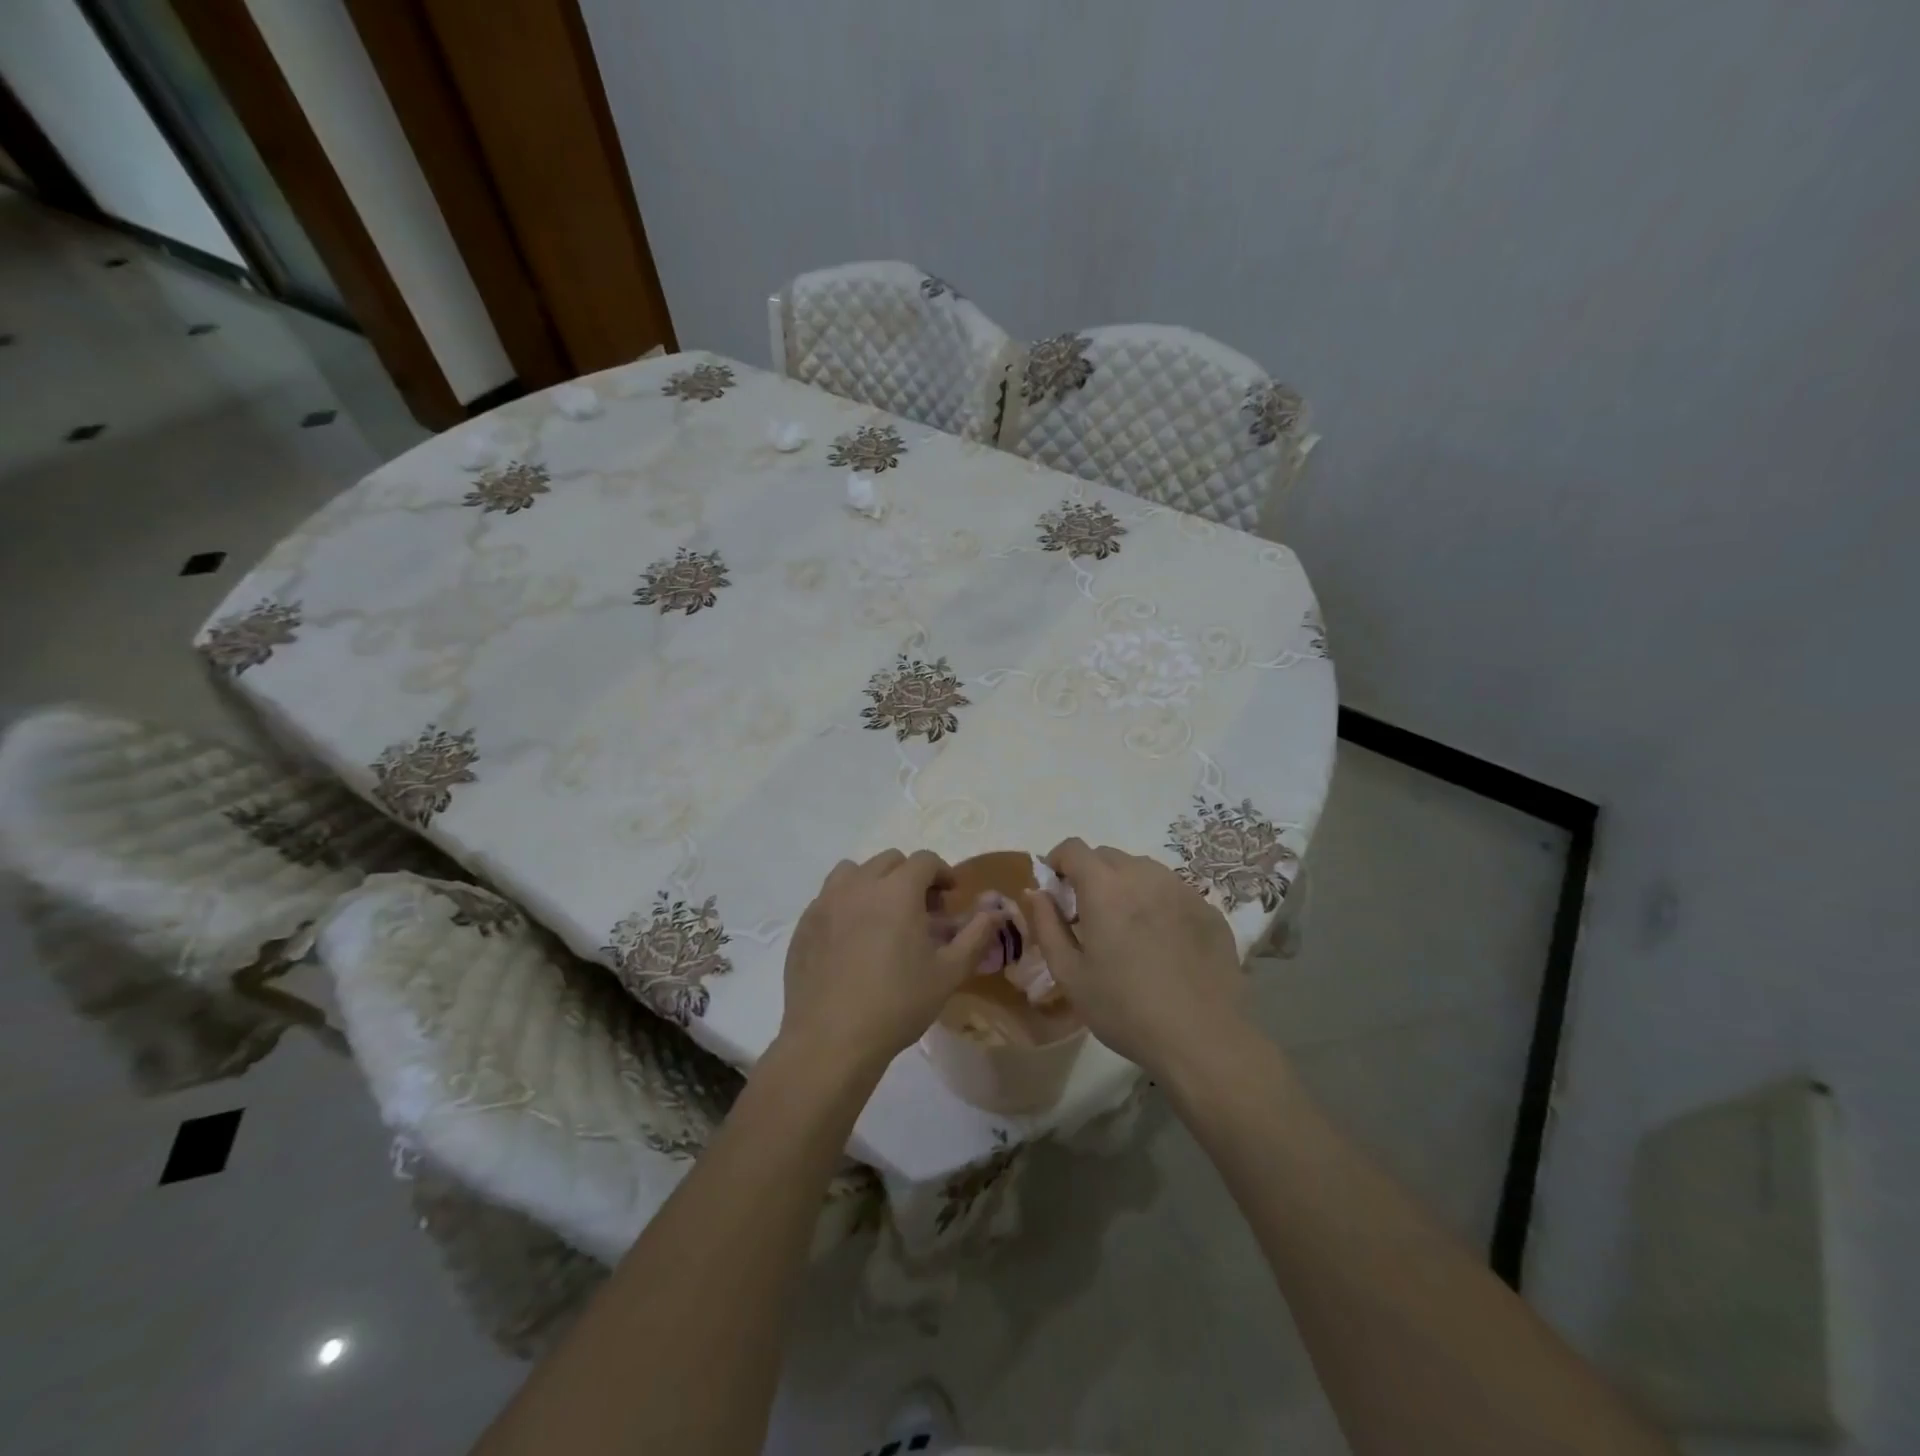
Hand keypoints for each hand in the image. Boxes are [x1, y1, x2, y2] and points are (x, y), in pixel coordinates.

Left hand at [779, 850, 1005, 1068]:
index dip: (942, 873)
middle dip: (910, 876)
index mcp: (897, 891)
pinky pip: (828, 897)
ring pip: (853, 872)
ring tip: (882, 915)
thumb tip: (995, 911)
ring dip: (873, 882)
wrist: (831, 1039)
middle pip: (889, 861)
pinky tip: (852, 938)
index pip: (924, 860)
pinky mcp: (804, 924)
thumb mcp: (949, 972)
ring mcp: (826, 902)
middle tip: (921, 909)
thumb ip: (975, 935)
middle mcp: (859, 885)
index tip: (950, 896)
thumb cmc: (898, 1004)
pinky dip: (846, 903)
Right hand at [1023, 838, 1245, 1075]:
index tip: (1055, 890)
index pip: (1074, 848)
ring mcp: (1181, 889)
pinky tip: (1162, 943)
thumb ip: (1047, 925)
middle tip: (1088, 915)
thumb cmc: (1125, 1009)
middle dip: (1090, 874)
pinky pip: (1173, 891)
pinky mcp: (1208, 909)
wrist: (1203, 1039)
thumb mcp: (1070, 974)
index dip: (1058, 861)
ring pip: (1143, 869)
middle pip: (1108, 856)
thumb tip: (1036, 893)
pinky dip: (1157, 903)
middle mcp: (1144, 875)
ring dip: (1125, 885)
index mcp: (1105, 887)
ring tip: (1127, 928)